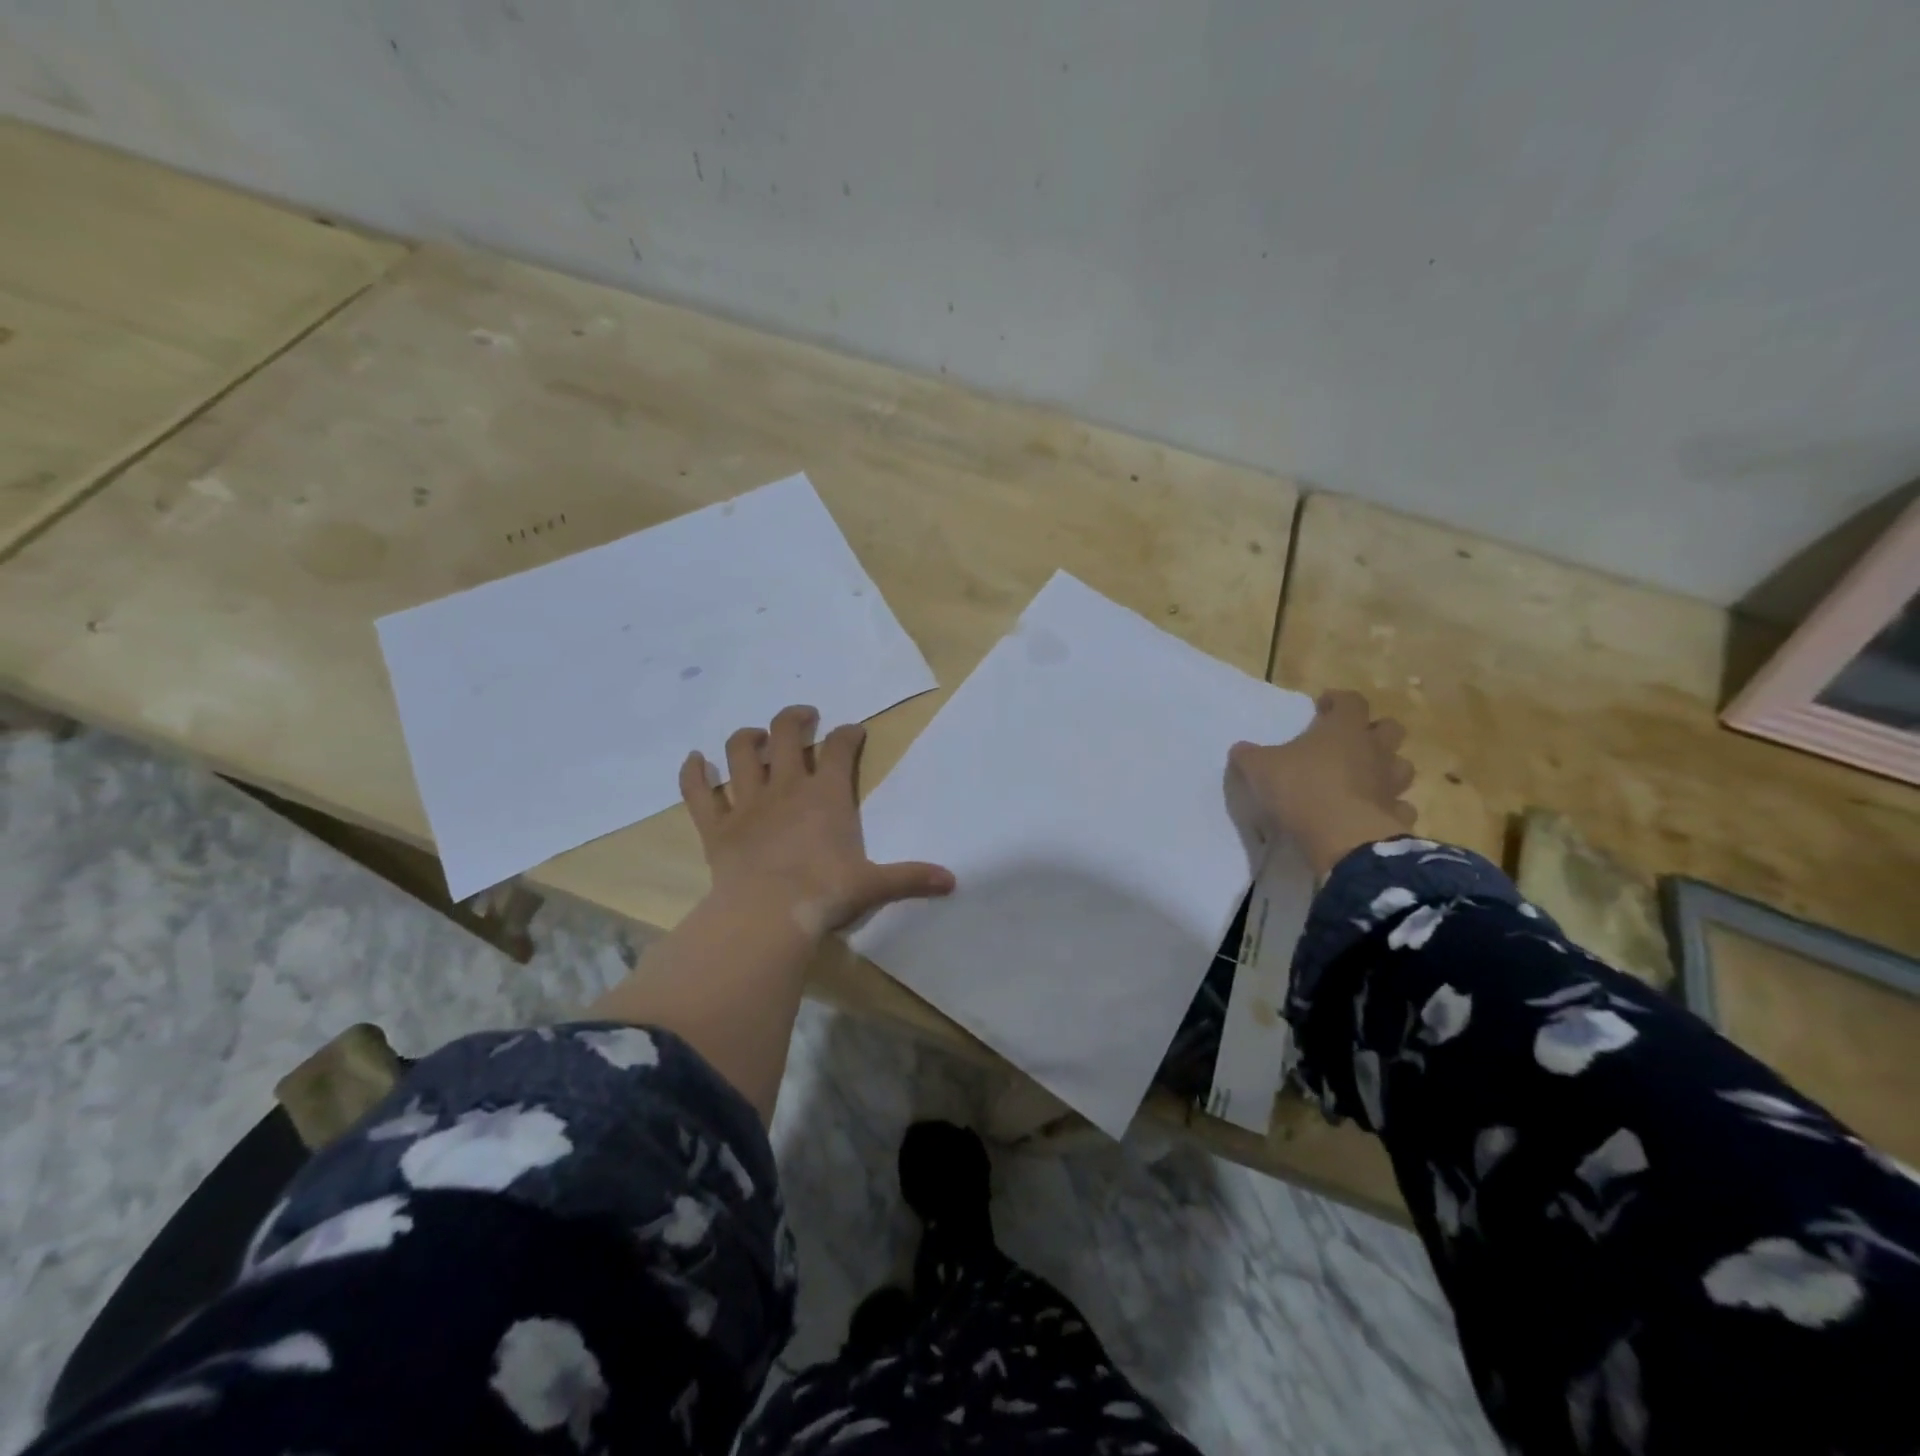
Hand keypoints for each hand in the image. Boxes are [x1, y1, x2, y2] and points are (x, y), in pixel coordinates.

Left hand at [680, 705, 955, 939]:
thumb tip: (952, 882)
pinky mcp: (715, 825)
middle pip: (785, 733)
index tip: (854, 732)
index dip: (848, 734)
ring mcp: (747, 802)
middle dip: (795, 718)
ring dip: (747, 737)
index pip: (839, 748)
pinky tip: (695, 761)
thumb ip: (911, 877)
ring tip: (755, 736)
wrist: (769, 915)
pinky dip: (693, 773)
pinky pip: (697, 791)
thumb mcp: (874, 885)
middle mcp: (786, 787)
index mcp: (826, 795)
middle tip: (804, 718)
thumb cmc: (826, 893)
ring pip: (740, 752)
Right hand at [1228, 690, 1417, 877]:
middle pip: (1390, 728)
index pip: (1351, 701)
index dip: (1339, 700)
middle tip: (1350, 741)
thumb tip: (1240, 749)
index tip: (1323, 706)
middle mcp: (1374, 750)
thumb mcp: (1260, 769)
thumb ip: (1249, 756)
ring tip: (1364, 778)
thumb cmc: (1301, 789)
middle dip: (1373, 731)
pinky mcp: (1397, 815)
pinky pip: (1400, 805)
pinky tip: (1372, 813)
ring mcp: (1391, 783)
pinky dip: (1389, 807)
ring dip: (1386, 768)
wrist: (1343, 837)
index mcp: (1344, 729)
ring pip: (1402, 766)